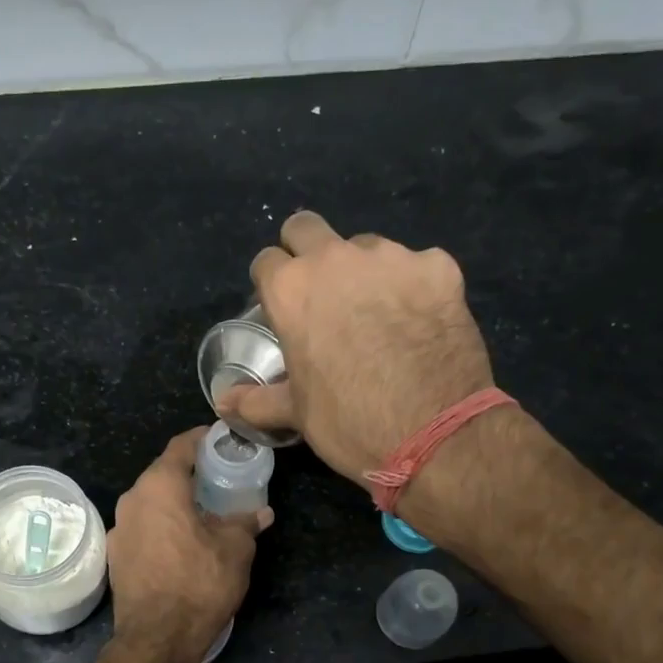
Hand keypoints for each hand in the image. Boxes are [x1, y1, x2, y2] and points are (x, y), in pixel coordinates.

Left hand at [108, 428, 272, 659]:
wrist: (157, 638)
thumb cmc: (199, 583)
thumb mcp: (236, 550)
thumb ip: (246, 523)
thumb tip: (261, 513)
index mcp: (160, 486)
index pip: (180, 447)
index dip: (201, 439)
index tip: (219, 439)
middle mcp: (132, 499)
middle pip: (161, 474)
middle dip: (188, 473)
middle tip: (217, 478)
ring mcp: (118, 528)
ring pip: (149, 502)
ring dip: (173, 502)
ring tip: (201, 512)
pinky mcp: (114, 555)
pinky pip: (142, 527)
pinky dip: (160, 526)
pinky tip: (180, 543)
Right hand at [220, 211, 498, 486]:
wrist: (435, 434)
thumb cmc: (350, 422)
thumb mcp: (296, 414)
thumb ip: (256, 399)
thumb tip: (223, 402)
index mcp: (292, 289)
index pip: (266, 261)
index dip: (272, 285)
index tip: (284, 310)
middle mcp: (336, 259)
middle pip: (306, 228)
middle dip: (307, 252)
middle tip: (322, 295)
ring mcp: (392, 258)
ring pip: (365, 248)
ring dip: (363, 272)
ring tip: (379, 315)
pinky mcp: (439, 267)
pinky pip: (417, 266)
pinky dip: (414, 287)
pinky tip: (420, 322)